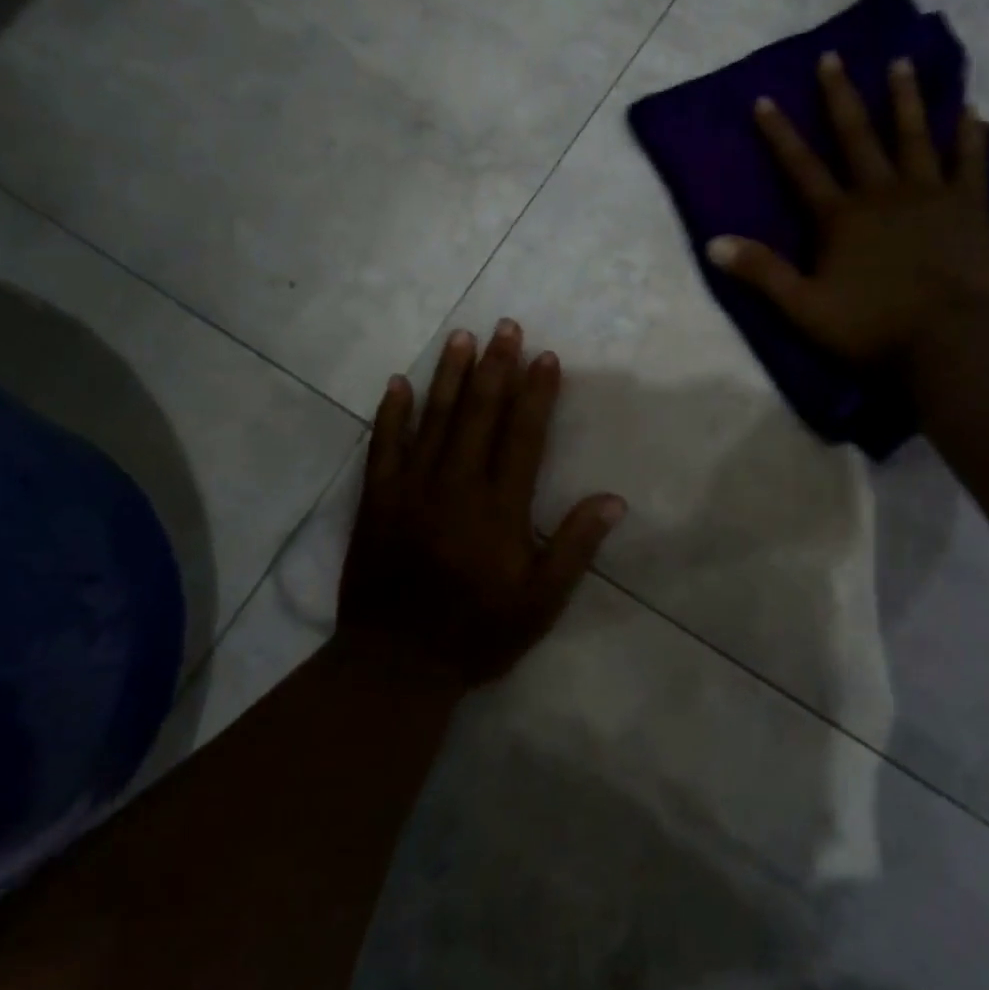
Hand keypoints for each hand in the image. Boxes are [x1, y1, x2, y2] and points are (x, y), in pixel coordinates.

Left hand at [334, 320, 626, 694]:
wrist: (397, 662)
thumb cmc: (478, 632)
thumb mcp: (541, 602)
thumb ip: (574, 547)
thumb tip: (613, 500)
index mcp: (499, 508)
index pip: (523, 436)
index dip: (536, 394)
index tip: (545, 357)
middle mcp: (455, 486)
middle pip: (478, 414)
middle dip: (495, 367)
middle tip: (505, 327)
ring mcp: (410, 489)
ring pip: (433, 419)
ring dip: (448, 376)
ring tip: (461, 337)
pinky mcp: (376, 501)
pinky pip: (383, 446)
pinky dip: (391, 413)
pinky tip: (398, 383)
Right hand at [705, 52, 988, 361]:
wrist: (946, 340)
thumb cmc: (869, 328)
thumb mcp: (803, 308)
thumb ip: (762, 273)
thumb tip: (712, 243)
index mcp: (839, 218)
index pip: (801, 169)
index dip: (781, 135)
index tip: (764, 99)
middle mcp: (881, 193)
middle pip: (857, 138)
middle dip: (840, 98)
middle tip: (832, 57)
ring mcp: (929, 195)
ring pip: (913, 137)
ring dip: (904, 100)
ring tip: (900, 63)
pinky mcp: (970, 207)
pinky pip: (970, 162)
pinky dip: (969, 134)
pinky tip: (970, 108)